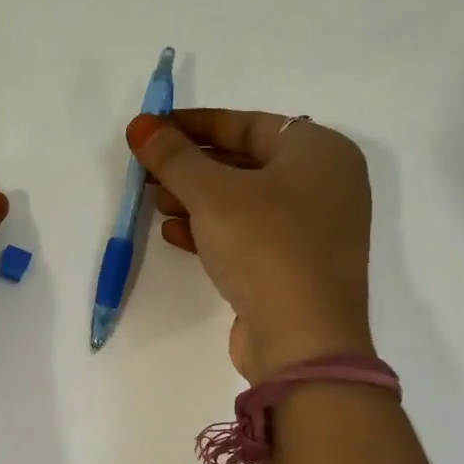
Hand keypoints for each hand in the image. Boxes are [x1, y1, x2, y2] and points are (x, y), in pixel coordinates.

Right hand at [128, 109, 373, 381]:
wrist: (303, 340)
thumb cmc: (265, 246)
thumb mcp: (212, 193)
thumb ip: (173, 156)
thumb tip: (140, 124)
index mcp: (320, 152)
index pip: (247, 124)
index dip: (195, 124)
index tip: (153, 129)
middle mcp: (324, 184)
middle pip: (244, 161)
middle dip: (191, 165)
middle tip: (147, 169)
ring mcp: (312, 228)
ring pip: (243, 200)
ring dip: (195, 198)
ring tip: (153, 200)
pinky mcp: (295, 265)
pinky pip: (248, 234)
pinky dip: (211, 229)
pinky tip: (173, 233)